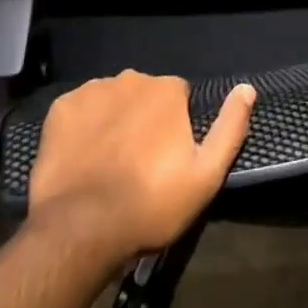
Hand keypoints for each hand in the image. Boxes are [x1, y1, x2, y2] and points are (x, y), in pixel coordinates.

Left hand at [26, 71, 255, 265]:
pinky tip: (81, 158)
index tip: (167, 159)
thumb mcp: (206, 176)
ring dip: (113, 122)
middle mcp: (131, 78)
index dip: (175, 127)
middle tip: (138, 165)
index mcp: (167, 90)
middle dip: (143, 120)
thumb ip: (230, 128)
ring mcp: (92, 91)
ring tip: (108, 164)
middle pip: (144, 96)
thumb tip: (247, 89)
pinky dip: (82, 127)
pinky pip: (78, 110)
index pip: (178, 98)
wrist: (80, 228)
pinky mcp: (60, 108)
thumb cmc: (150, 204)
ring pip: (111, 100)